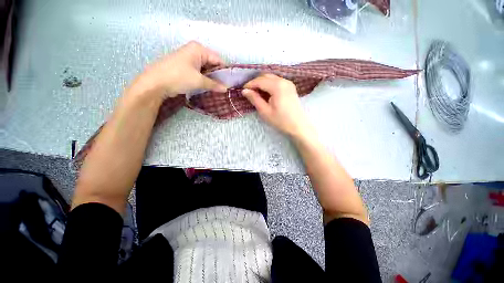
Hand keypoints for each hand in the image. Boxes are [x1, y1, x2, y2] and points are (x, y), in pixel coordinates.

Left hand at [128, 41, 226, 100]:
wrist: (155, 83)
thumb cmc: (178, 77)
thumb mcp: (198, 81)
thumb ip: (214, 84)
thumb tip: (226, 89)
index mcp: (199, 49)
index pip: (218, 60)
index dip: (225, 72)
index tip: (230, 83)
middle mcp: (194, 51)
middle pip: (212, 64)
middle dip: (218, 76)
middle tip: (225, 88)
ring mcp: (189, 59)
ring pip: (206, 69)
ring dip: (211, 79)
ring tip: (218, 89)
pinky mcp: (185, 67)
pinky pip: (199, 72)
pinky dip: (204, 79)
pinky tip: (209, 87)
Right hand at [242, 74, 314, 138]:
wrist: (298, 125)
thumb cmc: (281, 120)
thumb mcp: (265, 111)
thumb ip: (254, 99)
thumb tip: (245, 91)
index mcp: (277, 86)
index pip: (260, 81)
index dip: (250, 84)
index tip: (243, 90)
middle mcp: (283, 81)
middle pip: (266, 76)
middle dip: (256, 82)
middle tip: (249, 92)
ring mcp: (288, 83)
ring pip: (271, 78)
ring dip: (262, 83)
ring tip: (256, 93)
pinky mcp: (290, 87)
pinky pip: (277, 81)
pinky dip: (269, 84)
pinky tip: (266, 93)